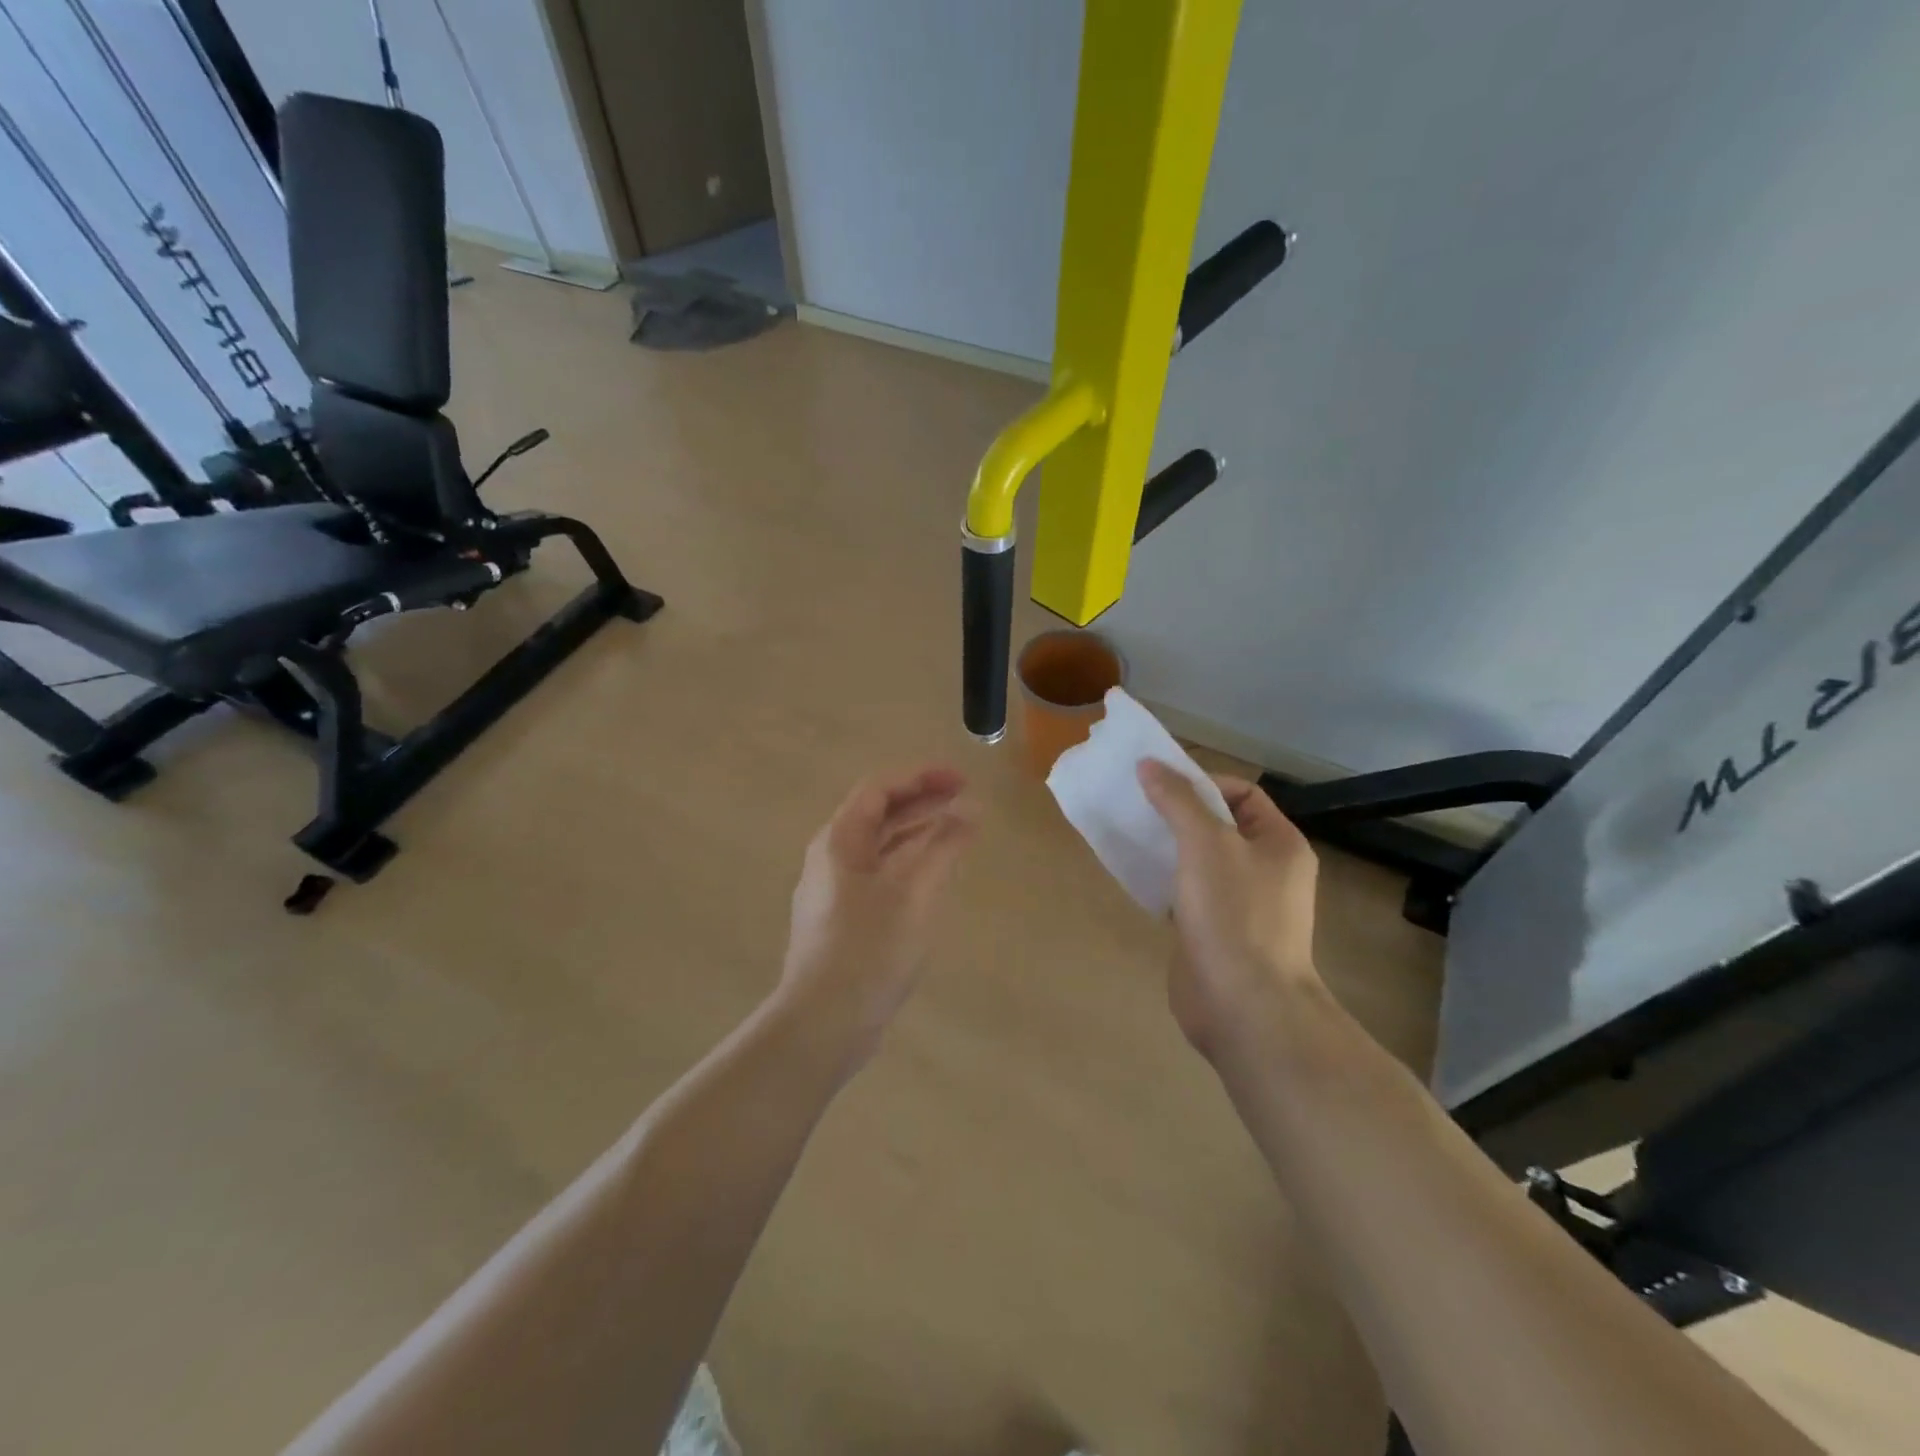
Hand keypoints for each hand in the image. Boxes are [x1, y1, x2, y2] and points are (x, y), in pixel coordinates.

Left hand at [779, 767, 976, 1065]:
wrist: (824, 1022)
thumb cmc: (870, 948)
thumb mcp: (916, 892)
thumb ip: (945, 846)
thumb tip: (971, 810)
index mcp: (839, 841)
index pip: (879, 790)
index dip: (921, 778)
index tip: (961, 779)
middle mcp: (831, 859)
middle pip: (879, 816)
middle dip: (923, 803)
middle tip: (966, 799)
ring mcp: (834, 892)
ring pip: (880, 848)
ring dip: (918, 834)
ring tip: (958, 832)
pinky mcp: (843, 921)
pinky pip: (880, 876)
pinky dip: (909, 864)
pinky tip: (934, 877)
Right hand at [1138, 761, 1321, 1060]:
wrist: (1243, 1006)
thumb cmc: (1234, 915)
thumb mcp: (1205, 844)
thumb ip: (1177, 801)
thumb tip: (1149, 765)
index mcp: (1279, 843)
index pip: (1243, 793)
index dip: (1203, 782)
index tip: (1161, 785)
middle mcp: (1266, 869)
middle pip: (1219, 825)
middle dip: (1179, 813)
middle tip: (1137, 806)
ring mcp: (1240, 903)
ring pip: (1200, 860)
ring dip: (1168, 846)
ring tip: (1131, 835)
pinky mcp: (1215, 930)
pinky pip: (1188, 892)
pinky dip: (1164, 879)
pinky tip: (1136, 875)